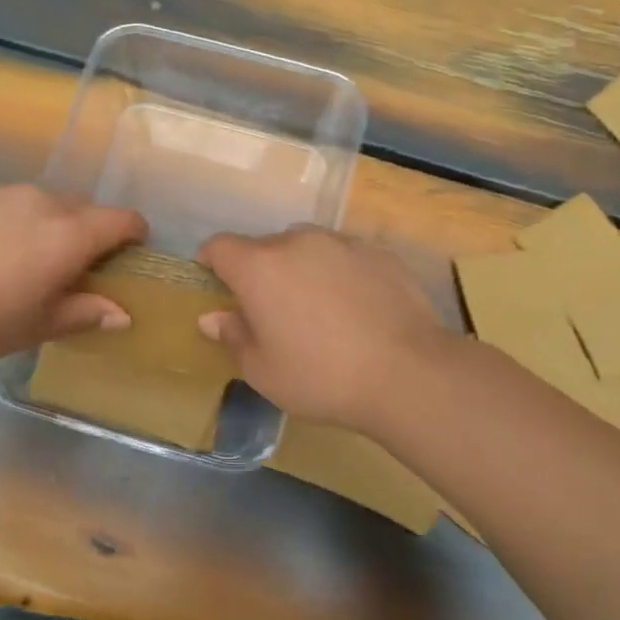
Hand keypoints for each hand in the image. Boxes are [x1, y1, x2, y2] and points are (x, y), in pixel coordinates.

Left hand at [0, 181, 146, 363]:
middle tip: (63, 264)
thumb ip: (85, 313)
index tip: (131, 248)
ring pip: (28, 201)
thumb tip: (123, 314)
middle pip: (77, 206)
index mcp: (67, 235)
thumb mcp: (38, 326)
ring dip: (32, 223)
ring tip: (3, 257)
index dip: (134, 232)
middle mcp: (36, 200)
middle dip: (82, 230)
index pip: (121, 220)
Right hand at [196, 227, 451, 430]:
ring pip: (308, 248)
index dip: (212, 262)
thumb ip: (234, 336)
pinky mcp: (380, 254)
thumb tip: (213, 317)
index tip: (217, 285)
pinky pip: (345, 257)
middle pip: (266, 247)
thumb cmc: (320, 377)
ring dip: (302, 269)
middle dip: (261, 272)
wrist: (407, 374)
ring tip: (319, 309)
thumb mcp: (263, 371)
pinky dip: (340, 274)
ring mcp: (343, 243)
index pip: (220, 247)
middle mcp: (298, 242)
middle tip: (272, 312)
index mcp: (260, 267)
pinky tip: (356, 310)